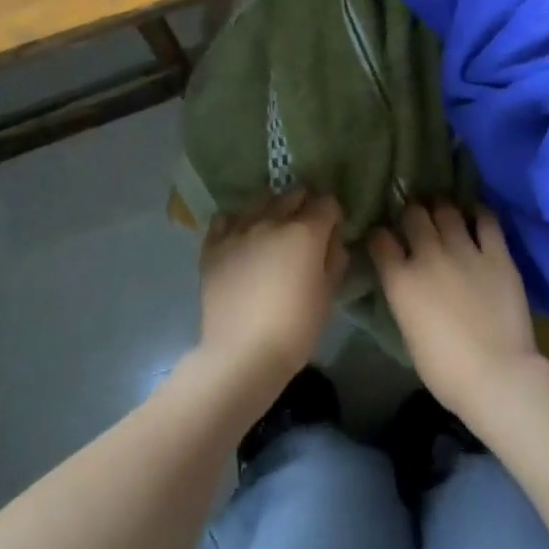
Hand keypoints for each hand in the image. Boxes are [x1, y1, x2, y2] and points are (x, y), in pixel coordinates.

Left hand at [198, 190, 344, 398]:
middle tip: (305, 232)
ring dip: (272, 210)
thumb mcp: (328, 294)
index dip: (332, 214)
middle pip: (293, 194)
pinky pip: (226, 219)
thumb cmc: (295, 328)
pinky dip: (237, 223)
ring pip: (260, 201)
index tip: (331, 231)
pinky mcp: (213, 245)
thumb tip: (332, 238)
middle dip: (304, 206)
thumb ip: (334, 258)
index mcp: (305, 231)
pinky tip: (241, 239)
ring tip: (272, 231)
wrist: (242, 354)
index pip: (326, 202)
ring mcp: (239, 229)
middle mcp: (271, 220)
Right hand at [368, 202, 545, 422]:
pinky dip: (478, 213)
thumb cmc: (445, 369)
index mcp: (400, 279)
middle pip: (413, 215)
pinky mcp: (497, 254)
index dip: (380, 235)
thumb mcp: (408, 331)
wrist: (496, 375)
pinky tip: (476, 213)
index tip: (383, 237)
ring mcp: (464, 251)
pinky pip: (486, 220)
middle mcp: (428, 255)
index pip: (380, 240)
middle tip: (416, 216)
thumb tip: (405, 282)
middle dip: (411, 212)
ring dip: (441, 207)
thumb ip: (404, 297)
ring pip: (447, 211)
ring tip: (443, 208)